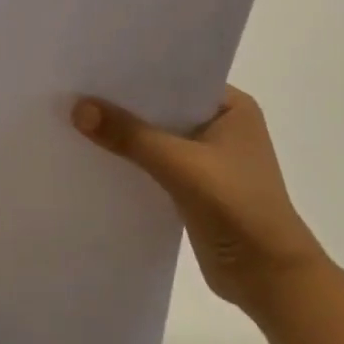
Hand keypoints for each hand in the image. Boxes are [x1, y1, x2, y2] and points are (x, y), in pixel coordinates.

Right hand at [72, 86, 326, 315]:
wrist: (269, 279)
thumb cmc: (238, 208)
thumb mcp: (181, 165)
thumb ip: (130, 136)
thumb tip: (78, 107)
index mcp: (232, 108)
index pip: (176, 78)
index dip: (136, 72)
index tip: (92, 63)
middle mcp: (220, 126)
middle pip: (162, 107)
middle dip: (123, 104)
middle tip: (74, 88)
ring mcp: (207, 159)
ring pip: (155, 137)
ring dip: (124, 134)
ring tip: (74, 118)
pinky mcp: (193, 187)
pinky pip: (153, 164)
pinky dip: (129, 162)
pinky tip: (93, 156)